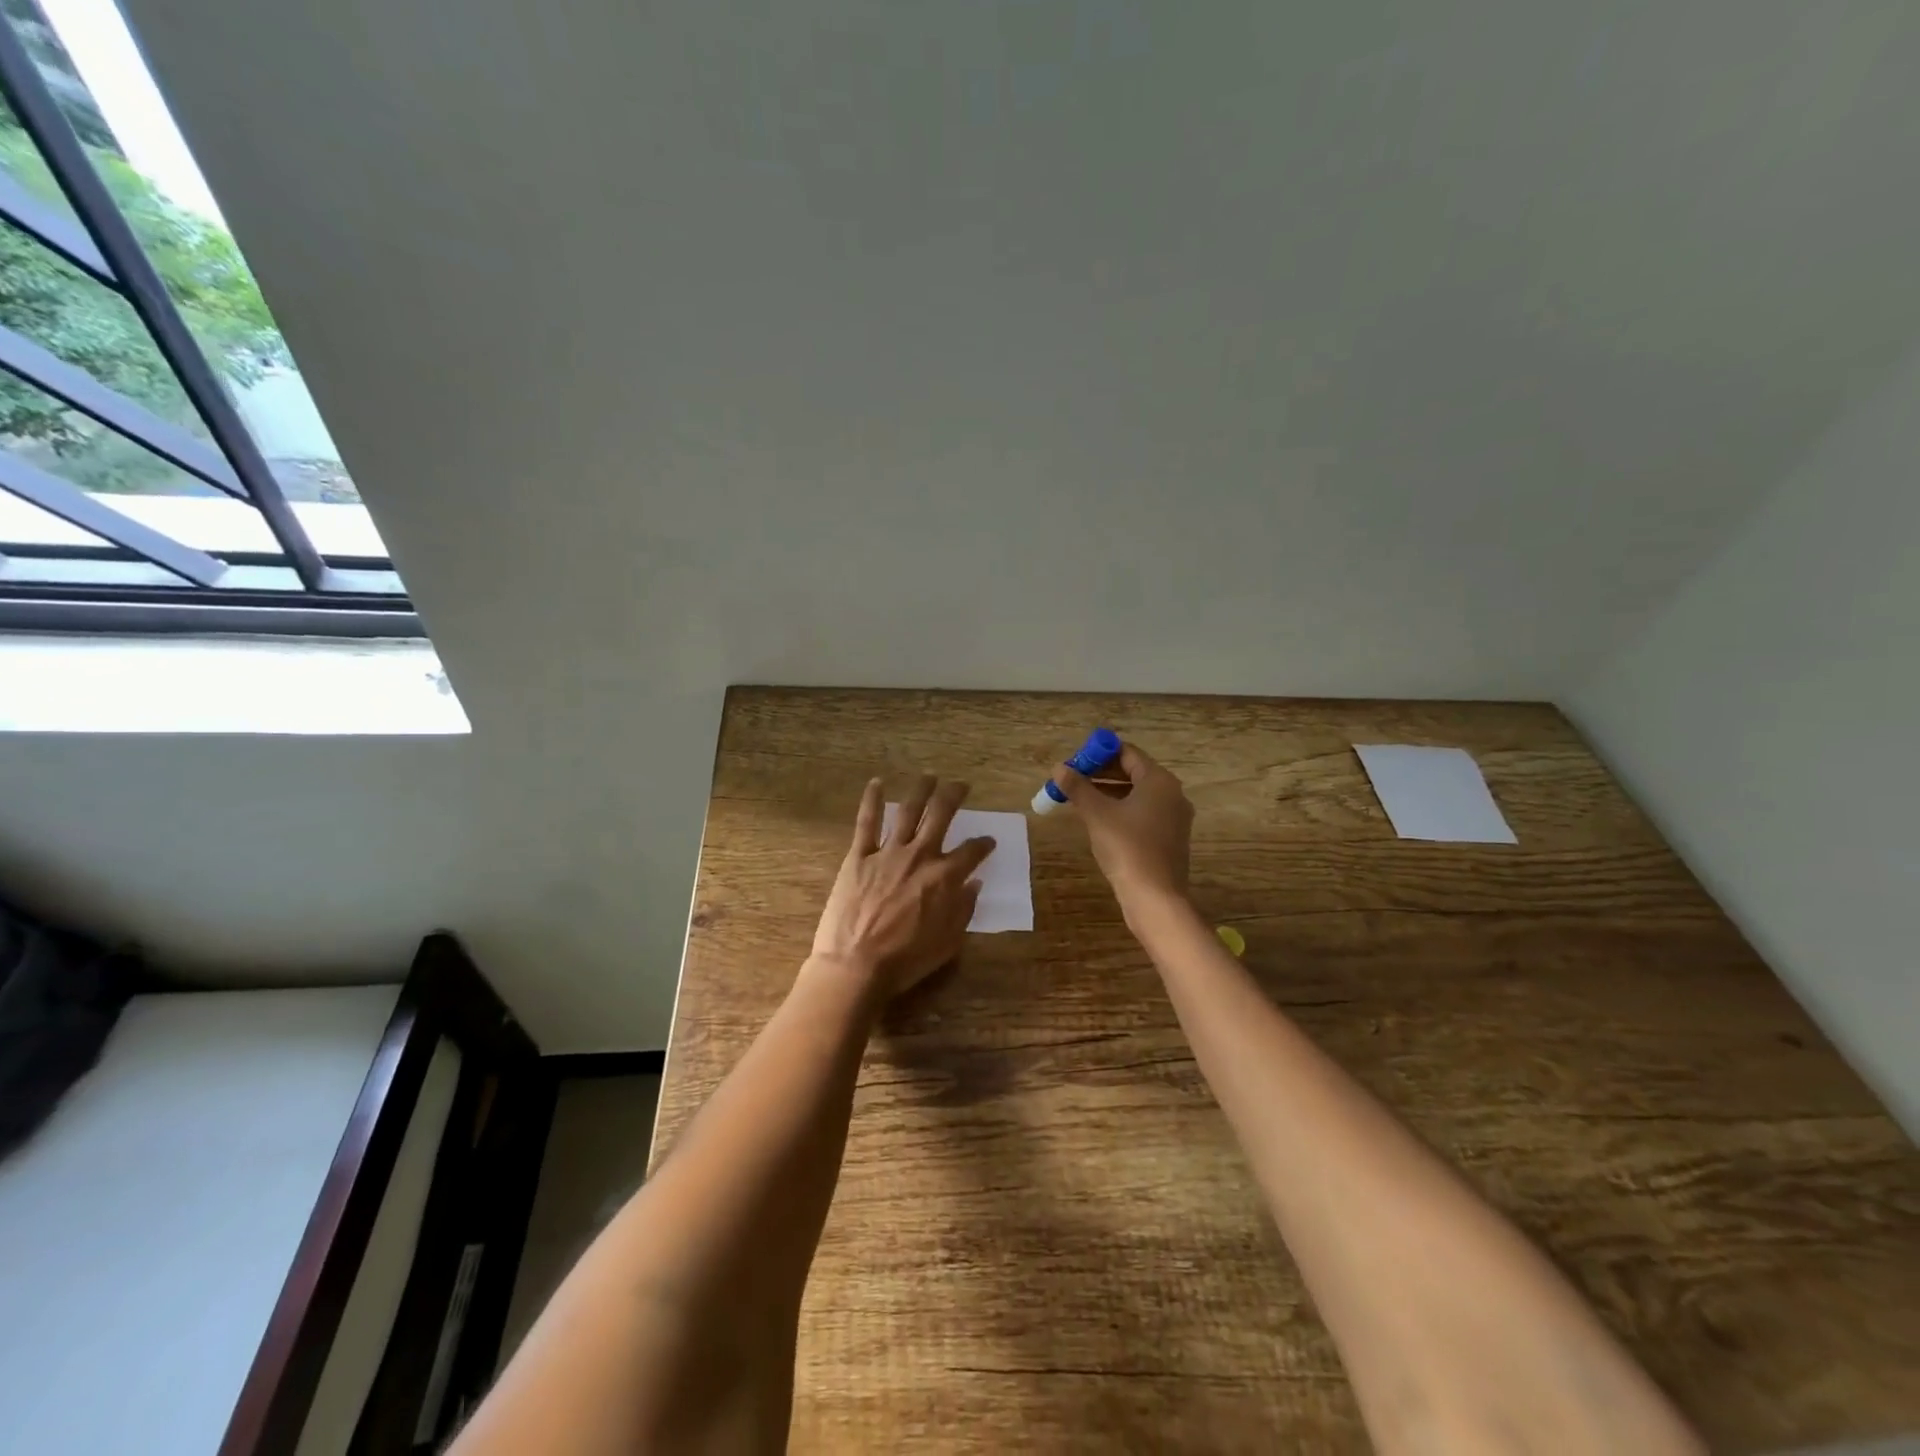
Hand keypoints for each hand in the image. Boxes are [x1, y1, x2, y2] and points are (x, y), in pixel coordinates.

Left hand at [810, 775, 995, 998]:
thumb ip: (964, 909)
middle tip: (961, 785)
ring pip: (908, 810)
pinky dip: (872, 800)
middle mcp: (921, 855)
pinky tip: (877, 783)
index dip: (984, 844)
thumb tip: (975, 884)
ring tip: (929, 777)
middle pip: (942, 814)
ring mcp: (888, 852)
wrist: (856, 964)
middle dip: (954, 795)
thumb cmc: (906, 959)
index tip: (988, 842)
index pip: (972, 851)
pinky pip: (867, 822)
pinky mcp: (860, 856)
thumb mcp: (948, 941)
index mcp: (945, 877)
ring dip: (921, 790)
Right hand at [1054, 743, 1193, 906]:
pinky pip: (1143, 813)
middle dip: (1102, 773)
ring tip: (1080, 799)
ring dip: (1109, 792)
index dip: (1100, 753)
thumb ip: (1077, 787)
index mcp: (1159, 781)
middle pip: (1134, 772)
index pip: (1127, 753)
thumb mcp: (1097, 814)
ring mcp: (1174, 817)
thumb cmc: (1127, 848)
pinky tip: (1100, 821)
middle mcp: (1172, 793)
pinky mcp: (1170, 838)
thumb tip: (1058, 768)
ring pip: (1137, 794)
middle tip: (1073, 780)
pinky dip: (1122, 810)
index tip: (1075, 762)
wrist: (1155, 898)